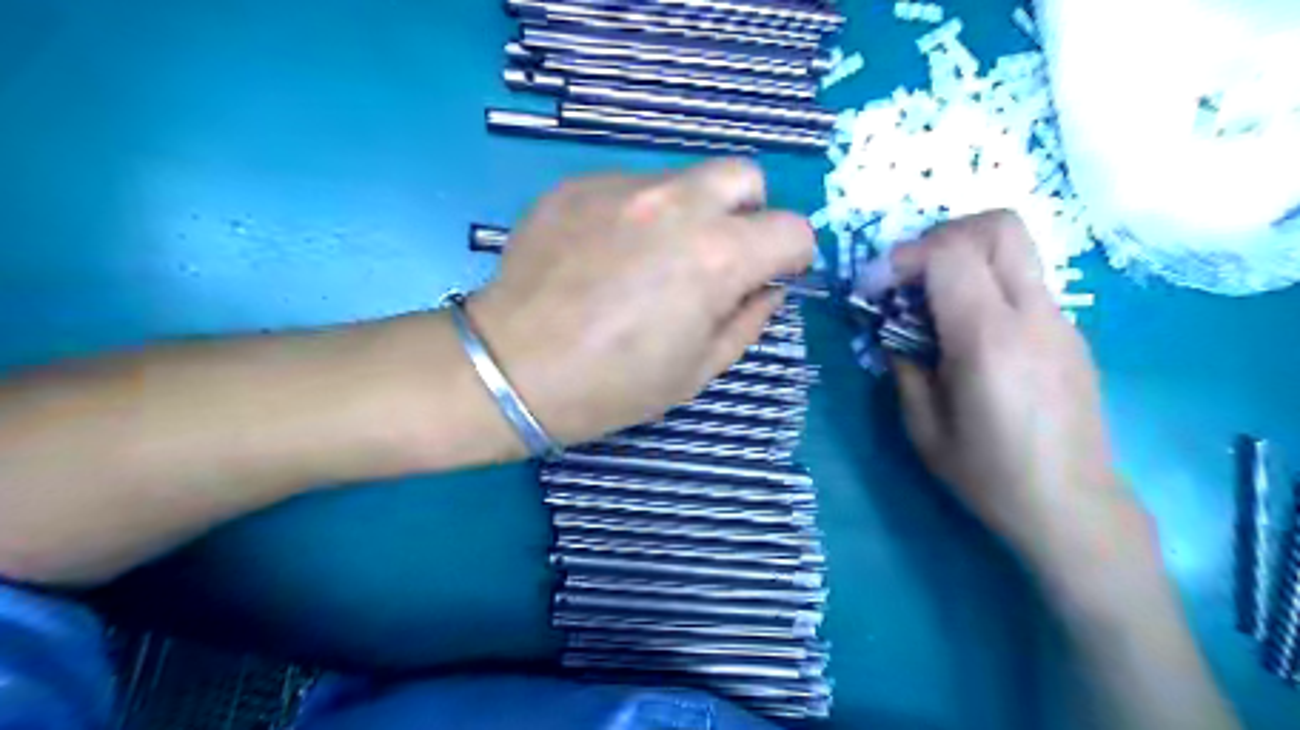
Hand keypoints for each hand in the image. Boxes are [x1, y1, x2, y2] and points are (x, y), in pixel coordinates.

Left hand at [464, 156, 808, 446]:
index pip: (793, 228)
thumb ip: (748, 321)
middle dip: (747, 214)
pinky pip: (630, 187)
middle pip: (744, 176)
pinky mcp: (578, 184)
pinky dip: (635, 215)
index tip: (769, 278)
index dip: (790, 257)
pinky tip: (603, 256)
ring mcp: (622, 186)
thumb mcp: (698, 371)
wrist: (511, 369)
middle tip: (717, 257)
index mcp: (717, 256)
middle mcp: (677, 204)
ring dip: (688, 213)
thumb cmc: (612, 385)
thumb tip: (767, 289)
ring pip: (684, 179)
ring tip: (649, 261)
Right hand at [879, 208, 1132, 560]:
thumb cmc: (990, 475)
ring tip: (931, 299)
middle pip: (999, 226)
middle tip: (909, 273)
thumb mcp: (924, 427)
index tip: (874, 288)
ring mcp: (1060, 320)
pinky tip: (966, 329)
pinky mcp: (1069, 332)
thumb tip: (892, 333)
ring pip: (1015, 246)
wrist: (1074, 507)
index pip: (950, 254)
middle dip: (942, 234)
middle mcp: (1032, 316)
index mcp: (989, 340)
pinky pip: (1023, 280)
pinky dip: (985, 282)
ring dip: (964, 254)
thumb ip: (903, 366)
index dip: (902, 257)